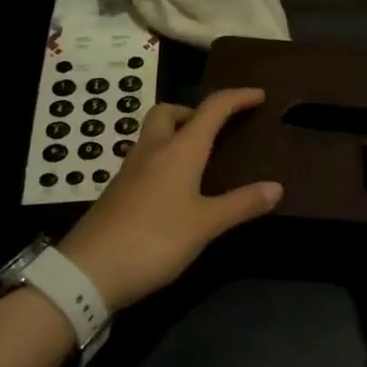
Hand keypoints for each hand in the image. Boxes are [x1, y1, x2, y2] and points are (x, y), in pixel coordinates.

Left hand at [58, 88, 280, 308]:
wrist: (89, 271)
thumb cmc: (155, 240)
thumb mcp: (206, 224)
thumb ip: (241, 204)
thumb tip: (276, 187)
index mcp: (179, 150)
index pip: (212, 109)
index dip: (237, 98)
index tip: (258, 95)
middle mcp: (153, 150)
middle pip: (169, 112)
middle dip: (193, 111)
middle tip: (215, 130)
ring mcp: (130, 170)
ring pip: (153, 135)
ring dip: (176, 134)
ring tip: (200, 159)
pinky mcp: (117, 191)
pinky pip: (145, 159)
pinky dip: (164, 159)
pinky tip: (175, 187)